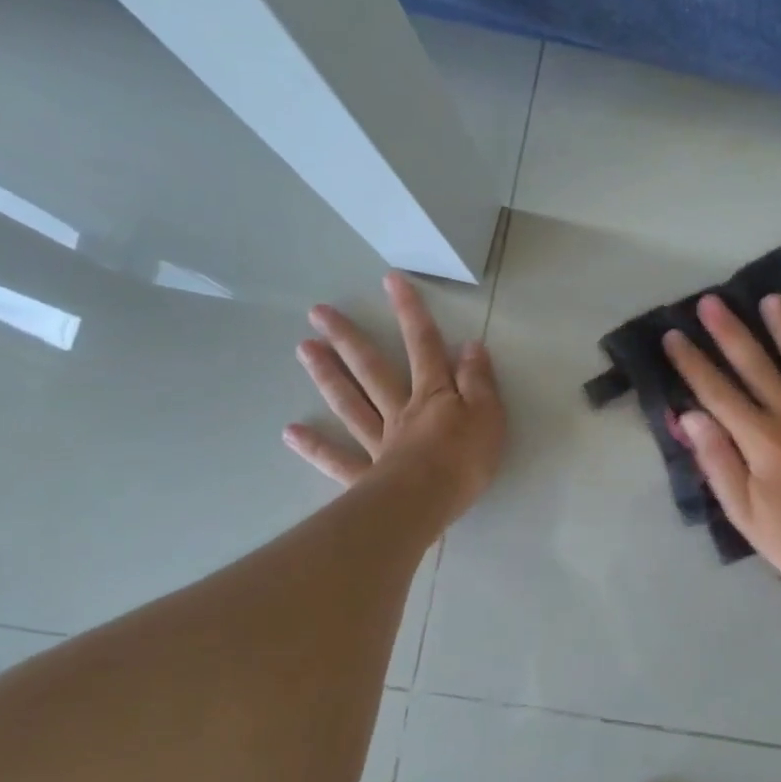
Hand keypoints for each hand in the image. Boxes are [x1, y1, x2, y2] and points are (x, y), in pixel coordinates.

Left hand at [284, 273, 504, 521]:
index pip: (424, 347)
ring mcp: (379, 443)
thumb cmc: (465, 459)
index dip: (410, 313)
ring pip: (351, 404)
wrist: (429, 501)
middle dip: (349, 339)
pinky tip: (291, 432)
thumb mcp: (488, 414)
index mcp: (433, 396)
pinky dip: (315, 446)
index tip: (390, 280)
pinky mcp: (367, 476)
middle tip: (319, 313)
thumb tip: (470, 346)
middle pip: (372, 370)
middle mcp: (400, 411)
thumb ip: (478, 381)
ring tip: (304, 349)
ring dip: (328, 376)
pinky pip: (338, 459)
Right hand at [663, 293, 780, 588]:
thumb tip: (689, 416)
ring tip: (773, 299)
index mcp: (761, 439)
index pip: (717, 393)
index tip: (673, 336)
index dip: (692, 363)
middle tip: (712, 301)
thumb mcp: (744, 512)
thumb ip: (717, 460)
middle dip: (730, 333)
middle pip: (757, 367)